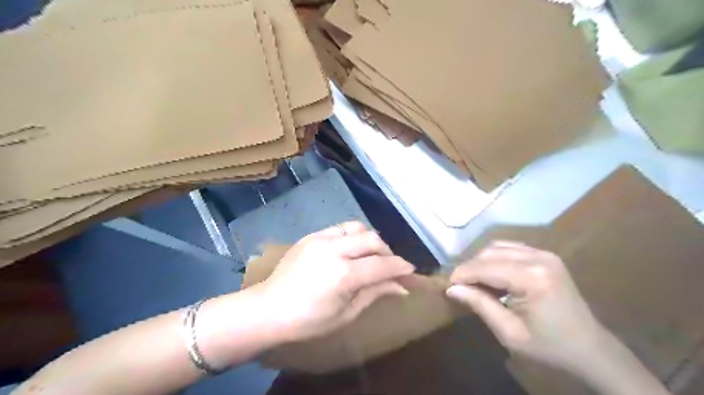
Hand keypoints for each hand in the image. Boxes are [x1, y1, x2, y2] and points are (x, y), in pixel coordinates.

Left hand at [257, 222, 412, 341]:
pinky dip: (353, 237)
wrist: (268, 309)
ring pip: (358, 227)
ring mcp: (321, 239)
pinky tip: (350, 250)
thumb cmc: (308, 321)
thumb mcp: (346, 314)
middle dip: (388, 252)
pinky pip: (340, 228)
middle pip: (373, 239)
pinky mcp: (311, 235)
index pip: (382, 265)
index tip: (411, 271)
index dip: (401, 267)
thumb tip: (401, 287)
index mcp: (344, 275)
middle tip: (389, 266)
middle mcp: (334, 250)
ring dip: (370, 240)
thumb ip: (375, 293)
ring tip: (370, 255)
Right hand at [447, 241, 607, 373]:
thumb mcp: (509, 332)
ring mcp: (544, 254)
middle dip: (470, 268)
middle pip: (490, 253)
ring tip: (475, 282)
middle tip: (460, 286)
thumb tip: (451, 289)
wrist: (590, 348)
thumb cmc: (549, 346)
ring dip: (481, 262)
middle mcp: (538, 258)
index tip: (447, 285)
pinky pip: (511, 248)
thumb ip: (480, 305)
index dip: (462, 274)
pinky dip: (495, 258)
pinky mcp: (546, 255)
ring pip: (498, 247)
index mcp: (532, 278)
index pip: (485, 267)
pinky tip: (493, 275)